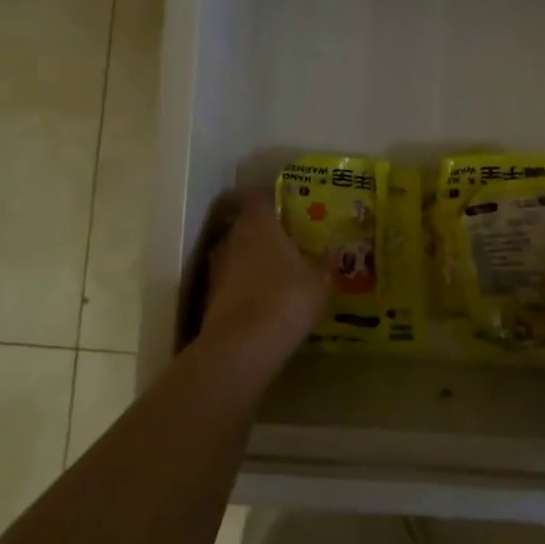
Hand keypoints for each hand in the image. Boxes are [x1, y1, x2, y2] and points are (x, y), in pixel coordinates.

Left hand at [201, 190, 329, 357]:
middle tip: (293, 241)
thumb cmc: (286, 298)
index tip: (292, 206)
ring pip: (239, 254)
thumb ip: (325, 262)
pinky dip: (248, 286)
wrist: (241, 347)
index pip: (260, 196)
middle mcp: (233, 237)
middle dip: (268, 232)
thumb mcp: (319, 281)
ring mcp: (218, 267)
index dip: (274, 199)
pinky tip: (267, 300)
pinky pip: (234, 281)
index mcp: (258, 223)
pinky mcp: (211, 296)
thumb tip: (334, 252)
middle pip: (248, 225)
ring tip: (281, 272)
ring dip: (256, 260)